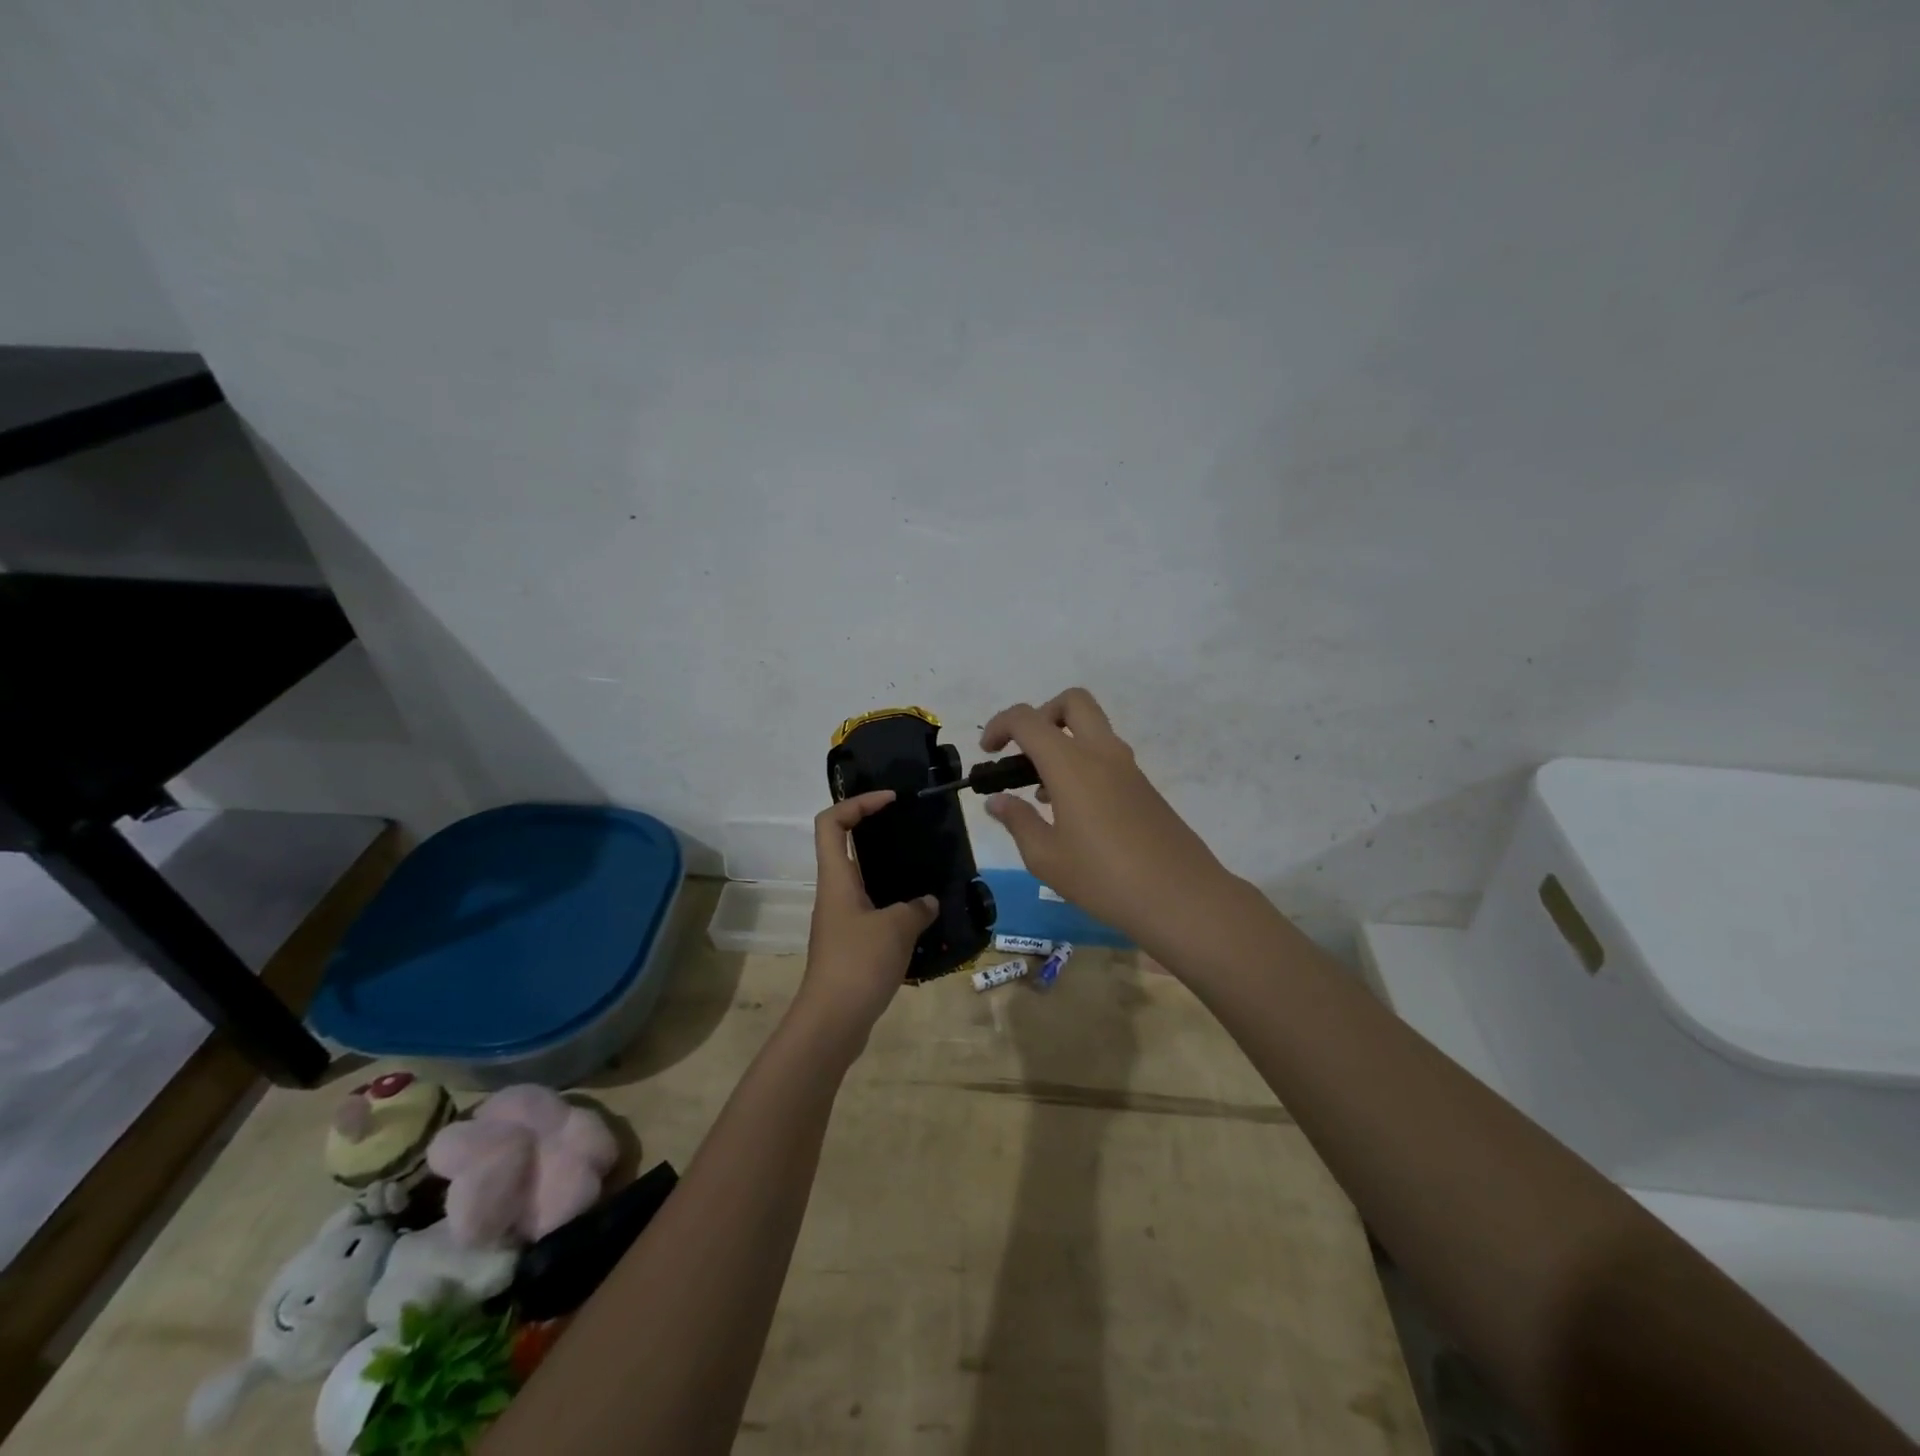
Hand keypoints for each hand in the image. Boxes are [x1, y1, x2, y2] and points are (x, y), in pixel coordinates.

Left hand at [798, 791, 937, 1047]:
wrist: (833, 1020)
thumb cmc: (859, 963)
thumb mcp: (897, 928)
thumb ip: (916, 908)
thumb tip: (927, 902)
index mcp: (836, 878)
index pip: (831, 822)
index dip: (857, 803)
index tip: (889, 800)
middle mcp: (834, 892)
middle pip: (845, 846)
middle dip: (875, 831)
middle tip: (911, 828)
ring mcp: (840, 919)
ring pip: (861, 879)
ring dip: (888, 870)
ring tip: (924, 869)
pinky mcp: (850, 943)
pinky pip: (872, 909)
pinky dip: (894, 904)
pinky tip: (922, 914)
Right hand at [981, 687, 1238, 950]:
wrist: (1181, 897)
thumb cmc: (1104, 879)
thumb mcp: (1046, 857)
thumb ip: (1018, 821)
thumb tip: (997, 801)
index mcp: (1071, 764)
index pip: (1028, 719)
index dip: (999, 726)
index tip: (987, 753)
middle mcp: (1102, 753)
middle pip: (1072, 702)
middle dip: (1041, 715)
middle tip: (1023, 753)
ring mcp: (1128, 768)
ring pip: (1092, 729)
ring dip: (1062, 743)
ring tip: (1041, 794)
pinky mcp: (1144, 787)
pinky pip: (1106, 756)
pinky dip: (1082, 765)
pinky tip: (1073, 813)